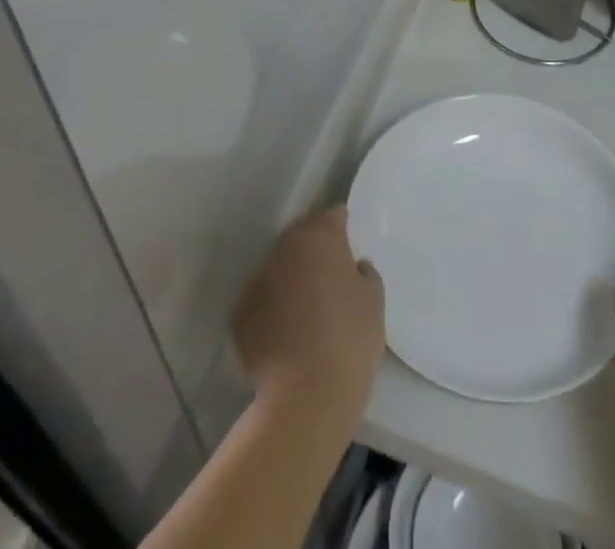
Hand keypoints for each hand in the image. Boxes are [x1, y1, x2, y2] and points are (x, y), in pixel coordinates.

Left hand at [232, 207, 385, 423]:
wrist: (304, 398)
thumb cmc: (349, 341)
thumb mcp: (374, 302)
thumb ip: (365, 274)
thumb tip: (354, 267)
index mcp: (320, 236)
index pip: (333, 215)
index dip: (343, 226)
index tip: (350, 243)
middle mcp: (285, 247)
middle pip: (302, 236)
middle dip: (314, 248)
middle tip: (330, 273)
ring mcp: (258, 278)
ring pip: (279, 266)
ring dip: (291, 276)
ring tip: (307, 305)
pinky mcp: (240, 312)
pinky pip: (262, 298)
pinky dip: (272, 306)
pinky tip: (286, 330)